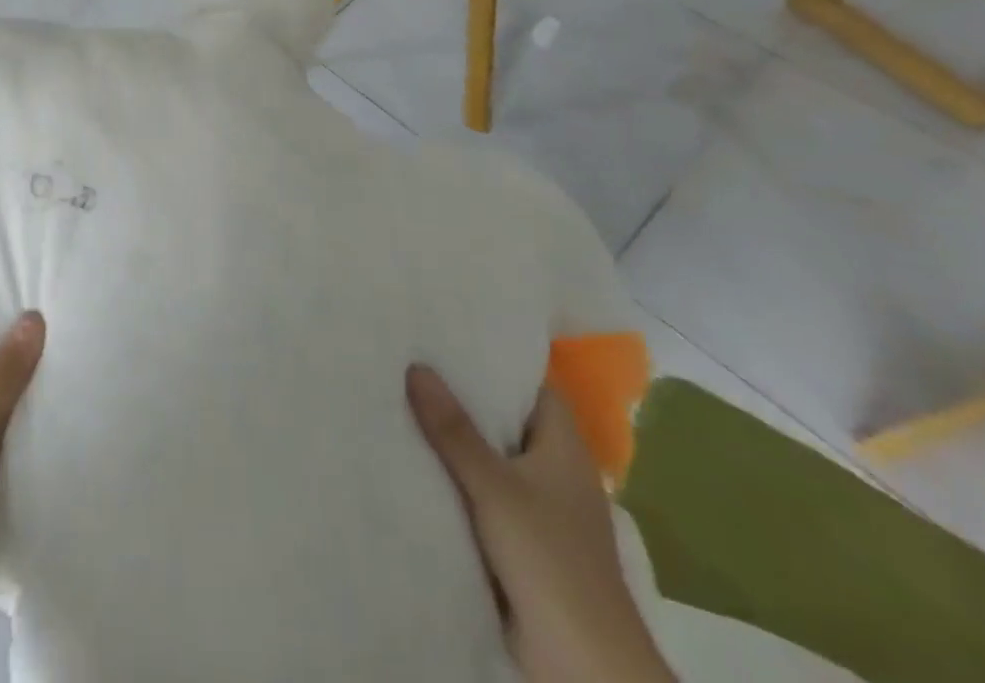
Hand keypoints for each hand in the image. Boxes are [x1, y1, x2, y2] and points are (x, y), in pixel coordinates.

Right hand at [406, 366, 673, 682]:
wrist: (582, 665)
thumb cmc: (550, 559)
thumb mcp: (494, 486)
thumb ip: (454, 430)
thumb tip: (416, 366)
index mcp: (565, 448)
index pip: (531, 386)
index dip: (496, 361)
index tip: (450, 335)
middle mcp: (555, 471)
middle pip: (506, 419)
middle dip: (464, 396)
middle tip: (412, 358)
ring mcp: (540, 509)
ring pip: (492, 458)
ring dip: (456, 440)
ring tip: (402, 398)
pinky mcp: (521, 542)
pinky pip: (483, 494)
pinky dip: (456, 478)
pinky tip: (415, 460)